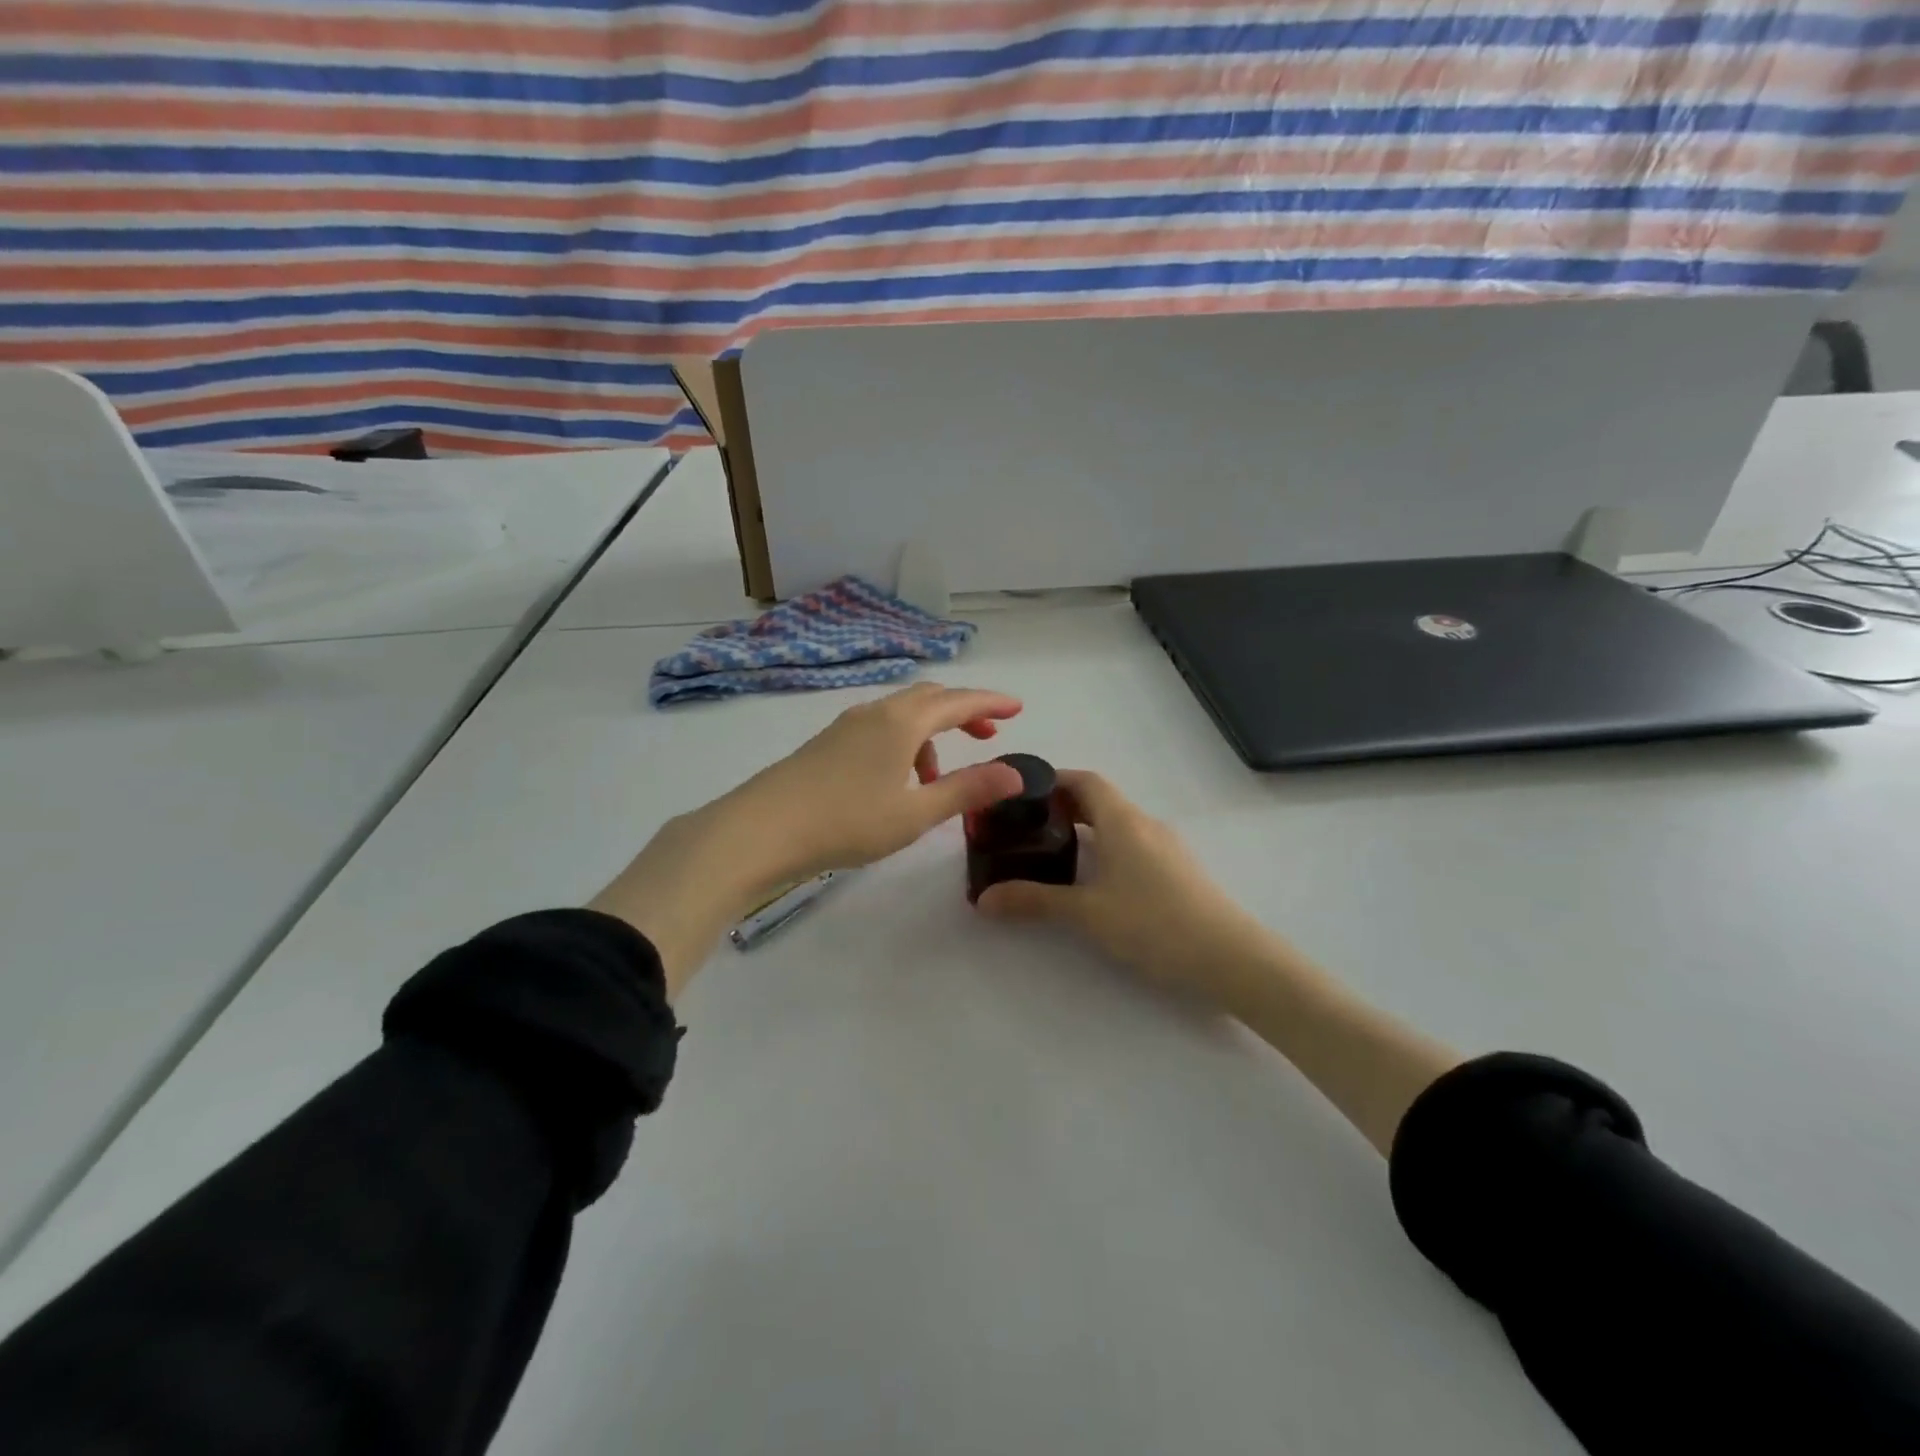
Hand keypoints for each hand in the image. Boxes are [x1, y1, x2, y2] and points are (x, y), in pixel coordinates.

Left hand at [592, 683, 1024, 995]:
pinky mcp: (826, 743)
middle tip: (988, 734)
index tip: (1018, 708)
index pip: (958, 701)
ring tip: (939, 778)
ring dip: (930, 734)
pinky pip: (878, 729)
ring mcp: (845, 725)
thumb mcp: (916, 812)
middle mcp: (875, 712)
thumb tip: (1015, 773)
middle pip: (929, 698)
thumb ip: (967, 790)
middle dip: (963, 711)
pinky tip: (896, 781)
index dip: (991, 702)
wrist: (761, 829)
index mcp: (902, 722)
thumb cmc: (846, 821)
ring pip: (901, 714)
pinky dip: (903, 744)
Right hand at [976, 770, 1280, 1005]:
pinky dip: (1108, 847)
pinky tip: (1097, 880)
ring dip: (1087, 828)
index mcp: (1123, 821)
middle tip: (1028, 826)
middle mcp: (1147, 824)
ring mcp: (1168, 846)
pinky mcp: (1180, 870)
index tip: (1022, 793)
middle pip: (1101, 799)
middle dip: (1063, 806)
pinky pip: (1135, 843)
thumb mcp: (1087, 913)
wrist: (1231, 958)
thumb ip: (1034, 900)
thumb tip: (984, 898)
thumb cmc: (1154, 924)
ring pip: (1119, 823)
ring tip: (1055, 853)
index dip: (1052, 780)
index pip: (1085, 780)